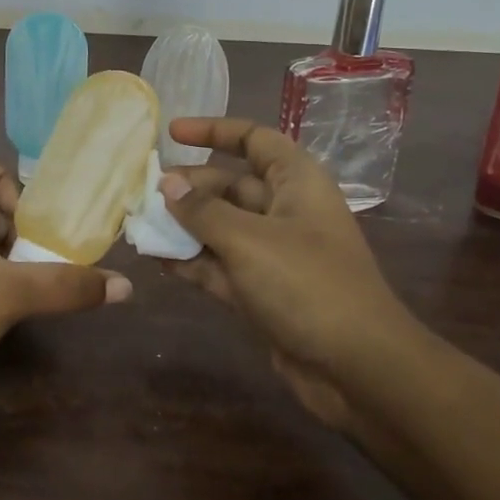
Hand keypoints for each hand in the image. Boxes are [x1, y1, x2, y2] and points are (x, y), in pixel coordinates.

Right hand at [157, 118, 426, 422]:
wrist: (358, 368)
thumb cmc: (307, 284)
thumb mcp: (248, 240)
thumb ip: (202, 210)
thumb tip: (166, 183)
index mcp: (296, 182)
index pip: (254, 139)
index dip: (214, 131)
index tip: (171, 132)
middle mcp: (286, 211)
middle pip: (230, 185)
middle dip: (189, 186)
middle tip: (144, 192)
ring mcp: (275, 253)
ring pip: (222, 227)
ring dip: (185, 226)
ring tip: (141, 223)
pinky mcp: (264, 291)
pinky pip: (221, 265)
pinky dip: (193, 261)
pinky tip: (158, 260)